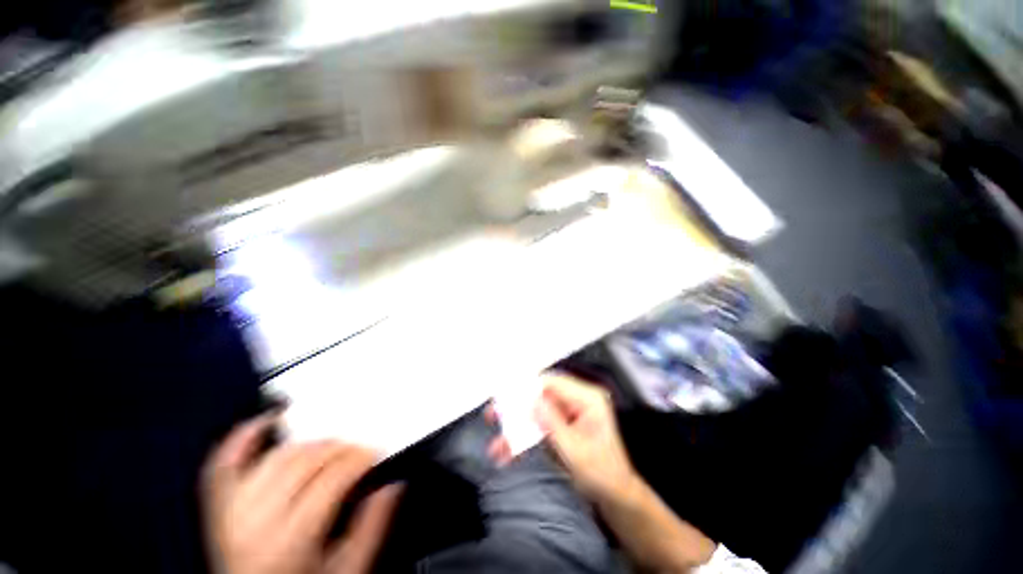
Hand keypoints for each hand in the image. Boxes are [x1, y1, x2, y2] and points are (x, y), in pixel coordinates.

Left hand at [202, 414, 401, 573]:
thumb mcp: (347, 569)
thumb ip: (372, 527)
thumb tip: (392, 486)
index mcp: (290, 540)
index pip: (330, 478)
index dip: (358, 459)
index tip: (374, 454)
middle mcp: (255, 523)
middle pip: (303, 463)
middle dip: (338, 448)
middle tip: (357, 449)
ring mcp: (231, 514)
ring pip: (273, 458)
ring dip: (306, 442)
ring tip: (327, 443)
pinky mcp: (217, 509)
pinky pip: (223, 465)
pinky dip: (242, 438)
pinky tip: (264, 422)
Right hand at [489, 374, 638, 502]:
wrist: (615, 497)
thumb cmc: (603, 474)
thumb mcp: (576, 451)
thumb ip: (553, 424)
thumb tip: (533, 402)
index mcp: (588, 399)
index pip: (554, 383)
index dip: (529, 387)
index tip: (506, 394)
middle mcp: (577, 400)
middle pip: (541, 395)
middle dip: (517, 407)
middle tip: (494, 414)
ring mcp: (567, 413)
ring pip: (536, 411)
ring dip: (517, 425)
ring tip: (498, 442)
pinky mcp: (560, 425)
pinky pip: (538, 425)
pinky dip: (524, 436)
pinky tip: (509, 449)